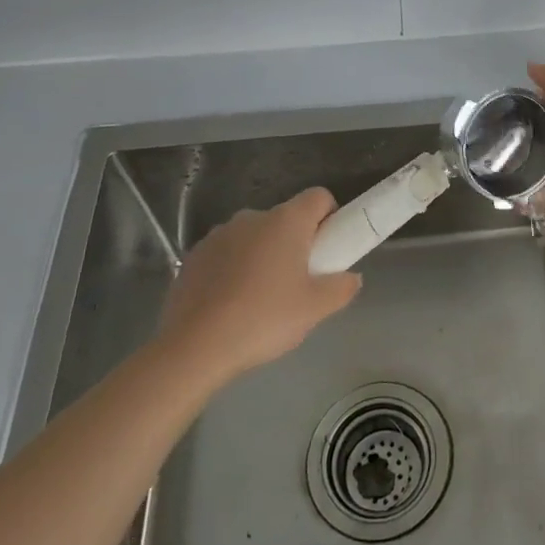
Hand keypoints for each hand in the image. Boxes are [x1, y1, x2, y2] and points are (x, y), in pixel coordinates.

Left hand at [157, 188, 359, 385]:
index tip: (328, 250)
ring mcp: (219, 234)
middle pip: (286, 219)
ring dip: (263, 256)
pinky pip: (226, 254)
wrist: (193, 347)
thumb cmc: (264, 318)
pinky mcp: (194, 255)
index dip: (330, 218)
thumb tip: (351, 278)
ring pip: (254, 237)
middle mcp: (252, 217)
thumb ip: (341, 288)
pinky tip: (230, 305)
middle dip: (296, 243)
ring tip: (260, 299)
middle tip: (299, 283)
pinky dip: (234, 270)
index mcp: (286, 221)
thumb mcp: (315, 309)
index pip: (319, 197)